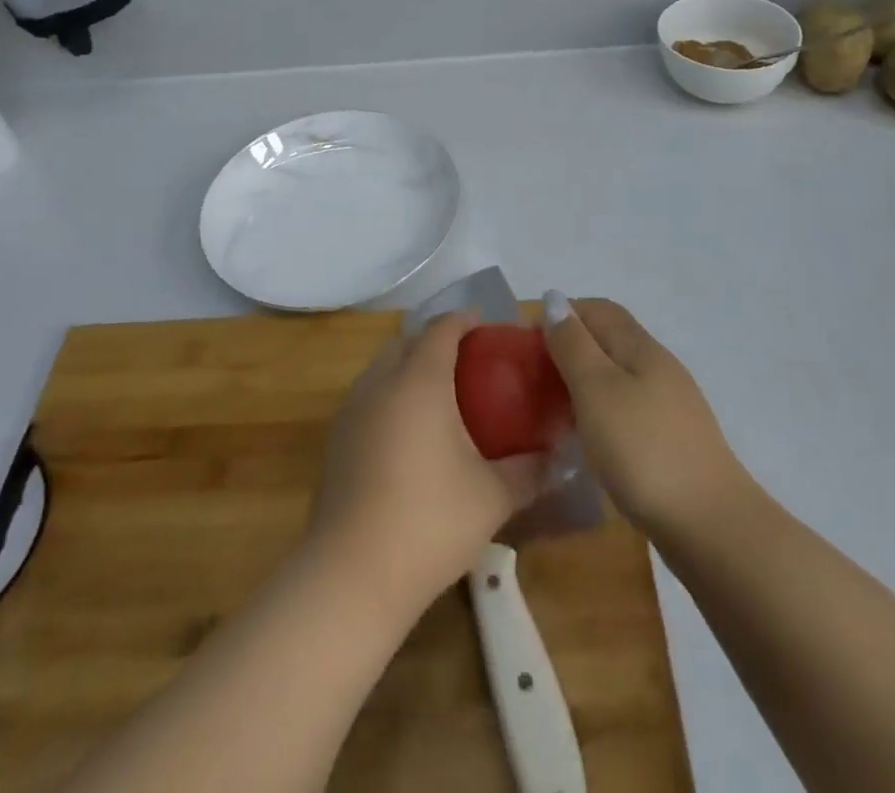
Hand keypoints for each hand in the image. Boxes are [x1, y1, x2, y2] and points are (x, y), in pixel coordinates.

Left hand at [307, 314, 545, 617]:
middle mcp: (381, 381)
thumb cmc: (430, 521)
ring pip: (384, 366)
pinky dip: (391, 393)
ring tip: (443, 395)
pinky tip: (411, 432)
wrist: (352, 574)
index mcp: (419, 380)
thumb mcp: (493, 497)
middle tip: (471, 362)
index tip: (491, 329)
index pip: (442, 328)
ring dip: (410, 365)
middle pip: (408, 340)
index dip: (466, 320)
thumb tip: (559, 458)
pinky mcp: (336, 437)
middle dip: (437, 340)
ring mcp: (352, 408)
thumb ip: (531, 471)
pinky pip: (369, 394)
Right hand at [542, 294, 749, 541]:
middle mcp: (658, 367)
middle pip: (609, 340)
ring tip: (551, 407)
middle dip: (569, 347)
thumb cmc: (643, 449)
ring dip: (582, 381)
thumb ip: (573, 344)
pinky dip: (599, 411)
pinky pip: (626, 408)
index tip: (526, 341)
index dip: (561, 313)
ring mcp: (669, 406)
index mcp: (640, 347)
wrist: (710, 527)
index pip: (597, 309)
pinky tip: (586, 438)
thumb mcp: (596, 389)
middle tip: (533, 376)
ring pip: (617, 376)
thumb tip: (554, 298)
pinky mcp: (671, 441)